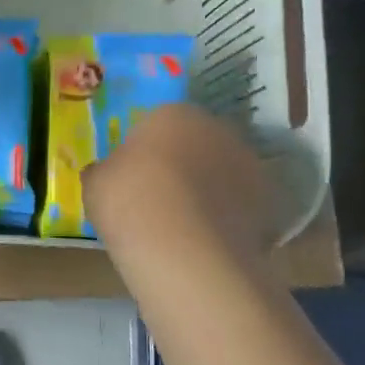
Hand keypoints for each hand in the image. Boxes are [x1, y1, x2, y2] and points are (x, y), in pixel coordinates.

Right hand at [83, 102, 278, 267]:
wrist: (184, 250)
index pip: (158, 123)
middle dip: (182, 165)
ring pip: (221, 174)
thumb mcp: (96, 183)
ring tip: (185, 226)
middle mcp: (216, 129)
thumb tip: (105, 173)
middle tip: (159, 197)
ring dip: (208, 191)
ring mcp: (248, 166)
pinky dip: (227, 220)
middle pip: (196, 144)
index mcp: (173, 113)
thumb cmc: (130, 201)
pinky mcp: (268, 204)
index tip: (134, 176)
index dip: (146, 150)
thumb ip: (104, 172)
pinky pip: (239, 207)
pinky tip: (206, 243)